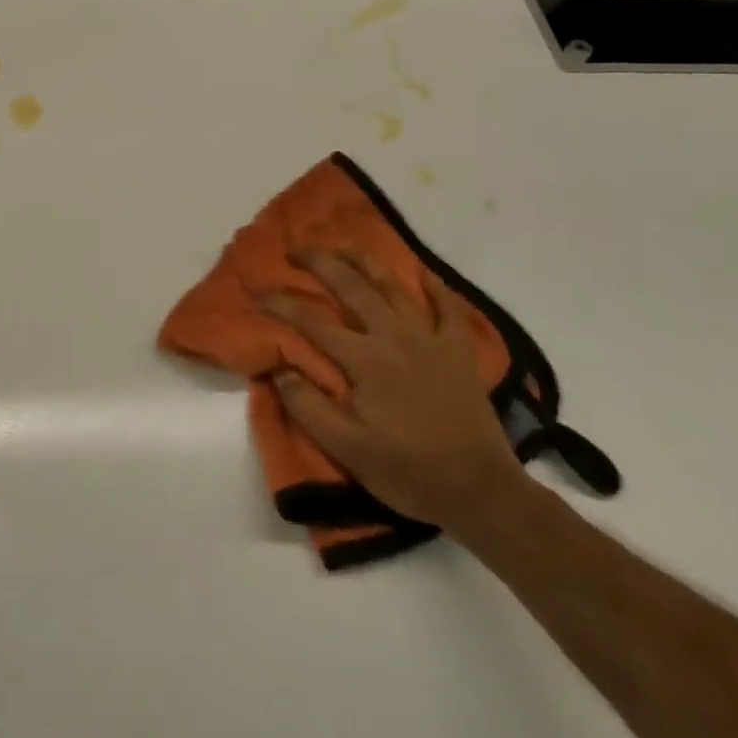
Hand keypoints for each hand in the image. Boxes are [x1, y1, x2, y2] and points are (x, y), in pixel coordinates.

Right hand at [261, 251, 527, 534]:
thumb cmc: (407, 472)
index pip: (311, 320)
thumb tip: (279, 369)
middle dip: (318, 262)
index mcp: (363, 360)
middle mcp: (394, 337)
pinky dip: (435, 287)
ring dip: (365, 261)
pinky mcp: (459, 351)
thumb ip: (308, 406)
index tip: (257, 295)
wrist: (480, 491)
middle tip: (295, 251)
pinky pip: (448, 308)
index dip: (280, 303)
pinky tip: (422, 273)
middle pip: (351, 286)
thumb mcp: (347, 449)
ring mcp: (430, 339)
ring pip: (394, 286)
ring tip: (343, 247)